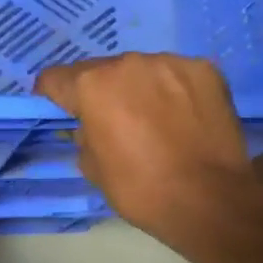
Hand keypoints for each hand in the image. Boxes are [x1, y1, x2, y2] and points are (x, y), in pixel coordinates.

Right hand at [36, 53, 262, 248]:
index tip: (61, 110)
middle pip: (100, 71)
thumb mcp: (90, 166)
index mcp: (92, 86)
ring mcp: (170, 63)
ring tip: (153, 119)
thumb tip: (92, 125)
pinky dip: (171, 90)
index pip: (55, 78)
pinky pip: (174, 75)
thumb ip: (83, 135)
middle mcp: (127, 63)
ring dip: (137, 88)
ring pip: (139, 70)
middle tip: (112, 121)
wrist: (209, 199)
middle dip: (99, 92)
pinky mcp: (205, 70)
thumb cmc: (139, 188)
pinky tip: (182, 116)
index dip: (53, 96)